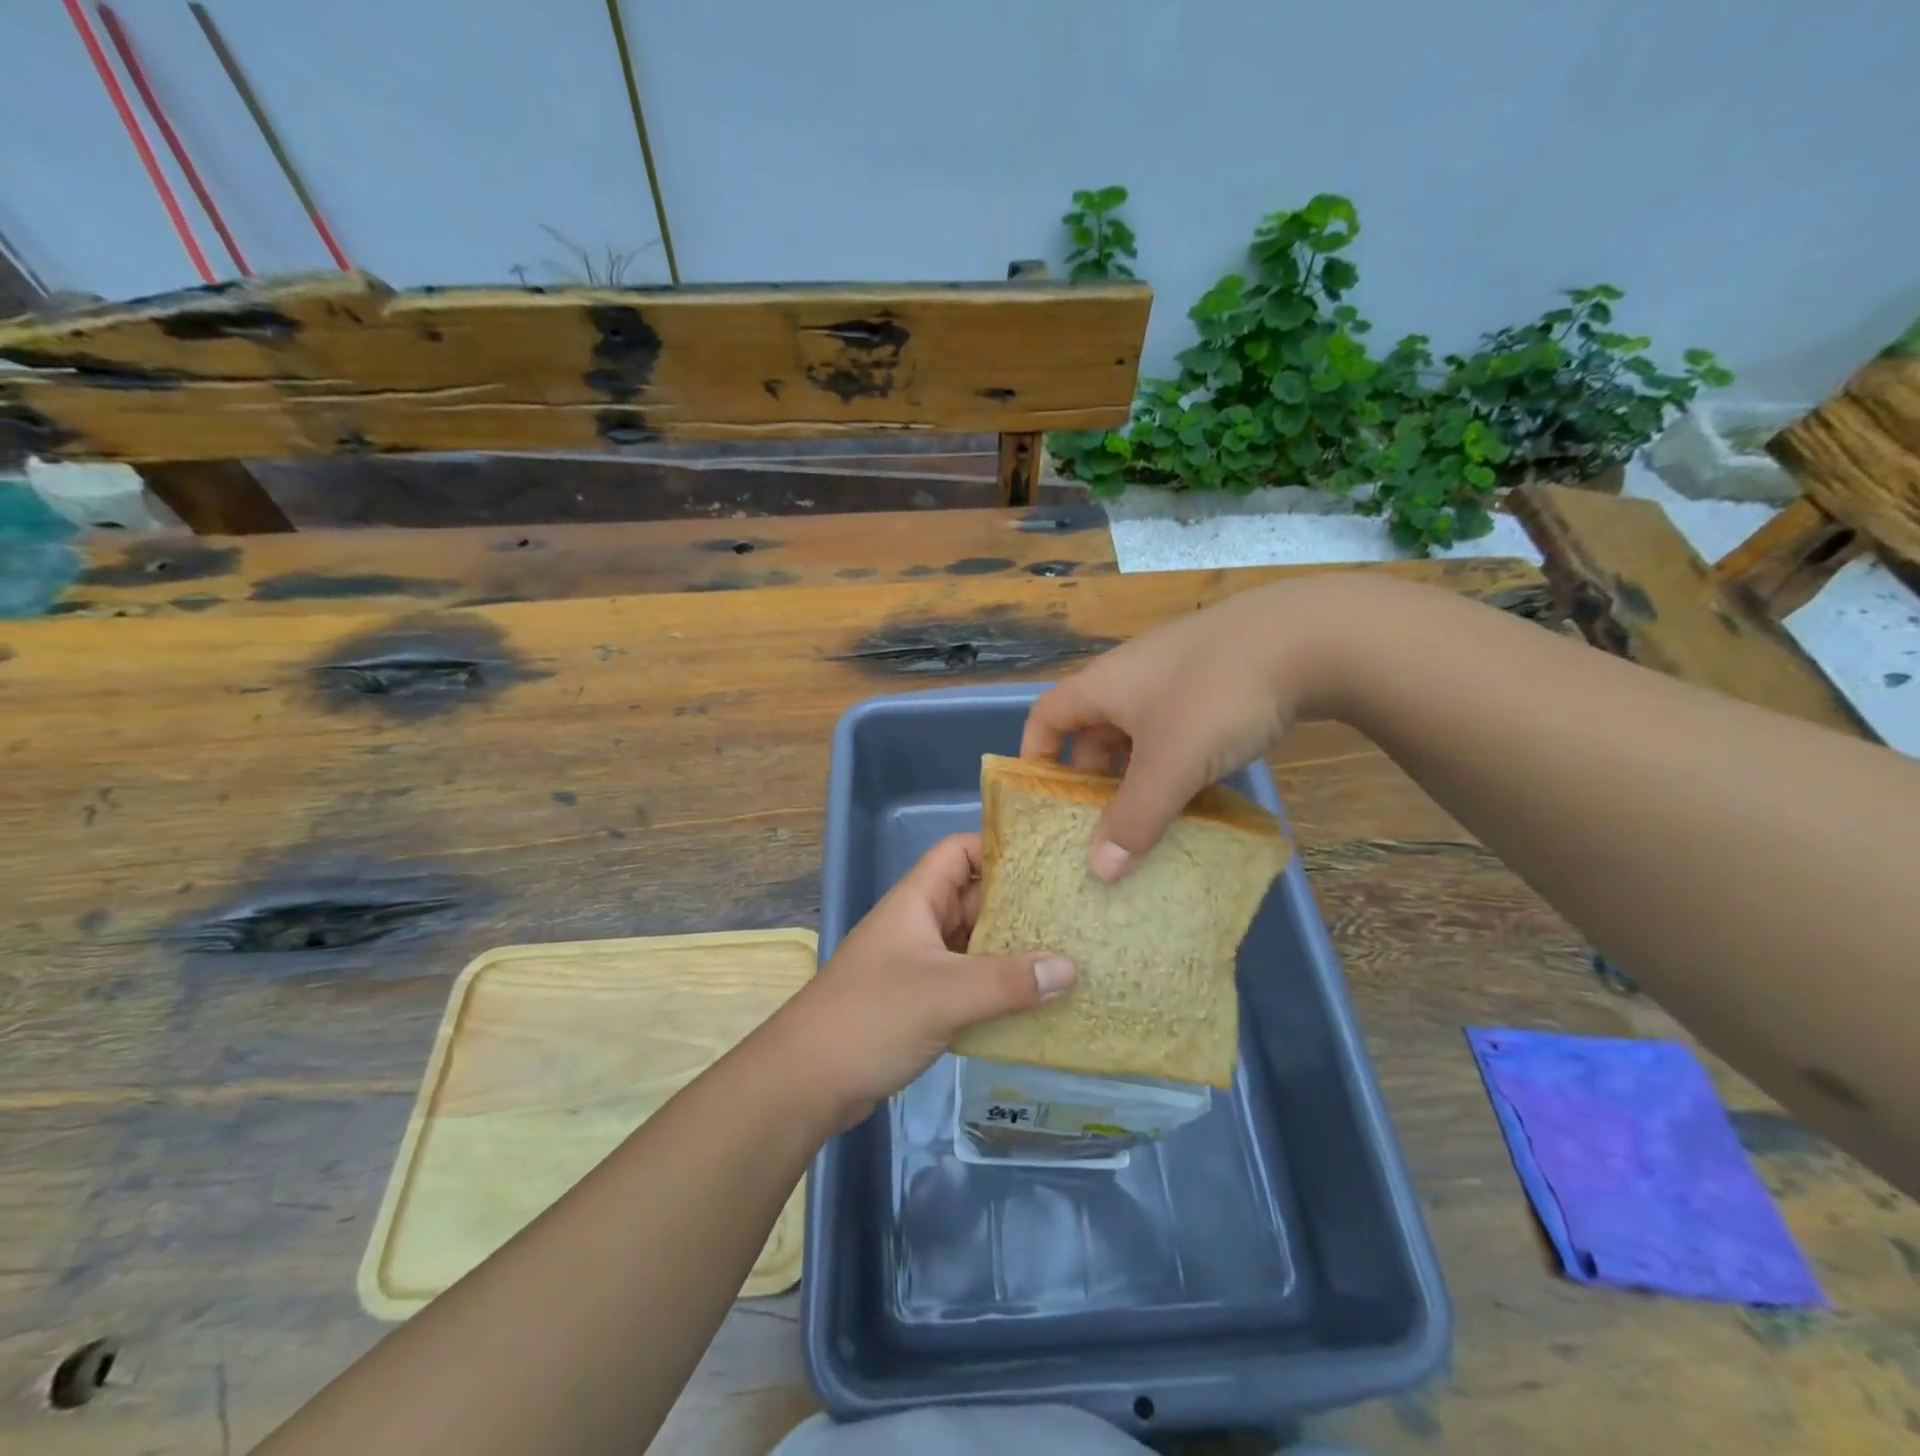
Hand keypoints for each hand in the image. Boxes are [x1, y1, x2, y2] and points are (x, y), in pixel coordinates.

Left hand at [774, 834, 1075, 1124]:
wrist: (806, 1082)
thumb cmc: (871, 1018)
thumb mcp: (944, 994)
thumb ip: (1008, 981)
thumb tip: (1070, 969)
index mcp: (917, 901)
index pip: (959, 851)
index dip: (999, 848)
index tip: (1047, 863)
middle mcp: (919, 924)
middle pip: (974, 897)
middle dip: (1020, 903)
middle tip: (1074, 912)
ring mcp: (919, 964)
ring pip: (974, 943)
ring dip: (1013, 949)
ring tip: (1068, 955)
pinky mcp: (921, 1002)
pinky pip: (968, 981)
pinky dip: (998, 986)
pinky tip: (1035, 1002)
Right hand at [1022, 578, 1339, 881]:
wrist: (1307, 636)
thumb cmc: (1215, 697)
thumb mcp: (1170, 766)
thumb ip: (1134, 821)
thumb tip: (1099, 873)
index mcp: (1102, 686)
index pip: (1045, 718)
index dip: (1035, 757)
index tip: (1044, 801)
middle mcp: (1129, 676)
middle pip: (1092, 731)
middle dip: (1093, 779)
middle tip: (1103, 824)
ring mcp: (1174, 674)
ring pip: (1138, 732)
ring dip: (1138, 774)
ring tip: (1151, 816)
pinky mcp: (1214, 678)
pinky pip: (1176, 727)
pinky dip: (1175, 760)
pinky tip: (1198, 788)